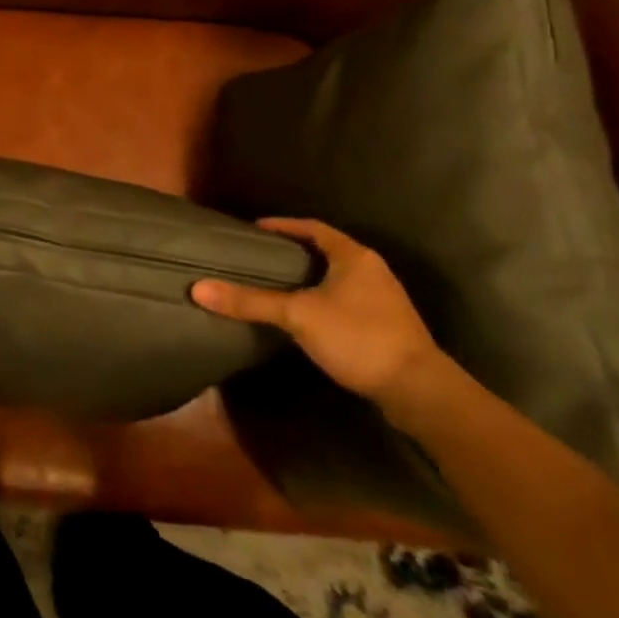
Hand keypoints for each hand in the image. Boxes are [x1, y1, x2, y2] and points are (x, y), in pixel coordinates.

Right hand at [191, 217, 446, 408]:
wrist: (419, 390)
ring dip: (310, 278)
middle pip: (326, 251)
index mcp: (354, 256)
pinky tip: (307, 316)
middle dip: (295, 253)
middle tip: (261, 257)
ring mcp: (384, 299)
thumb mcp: (298, 315)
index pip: (313, 228)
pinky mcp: (388, 326)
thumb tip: (199, 288)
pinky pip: (347, 300)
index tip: (255, 230)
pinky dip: (323, 299)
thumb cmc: (358, 337)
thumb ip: (251, 301)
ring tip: (278, 284)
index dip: (284, 226)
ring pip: (338, 277)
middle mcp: (372, 270)